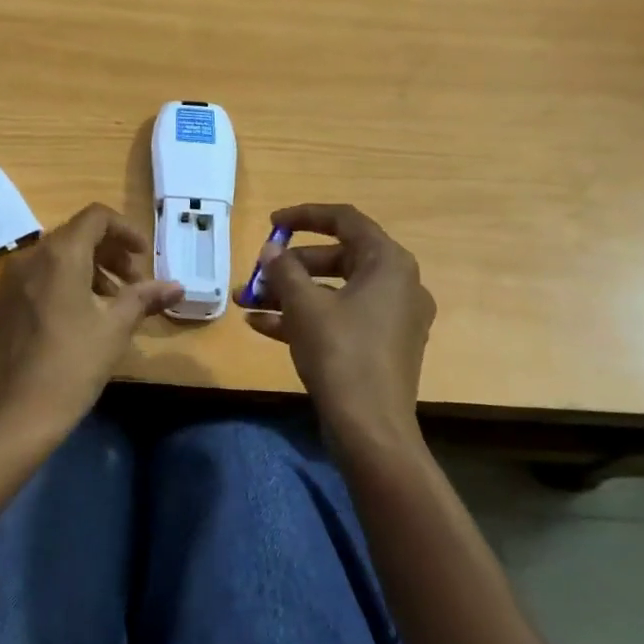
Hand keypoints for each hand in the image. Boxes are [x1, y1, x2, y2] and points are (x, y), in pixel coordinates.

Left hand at [0, 203, 183, 444]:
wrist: (15, 414)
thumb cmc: (72, 365)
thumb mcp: (115, 329)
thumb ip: (144, 298)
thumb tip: (176, 286)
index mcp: (60, 254)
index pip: (96, 217)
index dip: (125, 230)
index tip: (144, 257)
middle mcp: (31, 256)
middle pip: (76, 235)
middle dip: (110, 253)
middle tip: (134, 284)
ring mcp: (11, 280)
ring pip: (56, 256)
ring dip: (89, 268)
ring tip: (111, 303)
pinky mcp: (1, 303)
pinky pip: (38, 276)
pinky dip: (64, 282)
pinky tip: (79, 317)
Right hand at [246, 204, 434, 456]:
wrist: (370, 427)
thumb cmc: (340, 352)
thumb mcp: (304, 305)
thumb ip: (284, 270)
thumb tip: (271, 250)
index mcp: (388, 263)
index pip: (346, 220)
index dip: (305, 216)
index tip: (272, 223)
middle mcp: (397, 284)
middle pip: (337, 258)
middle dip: (290, 266)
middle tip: (257, 272)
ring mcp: (391, 318)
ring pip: (334, 292)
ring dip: (289, 294)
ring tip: (246, 301)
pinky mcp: (380, 346)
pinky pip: (339, 318)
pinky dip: (305, 317)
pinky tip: (261, 325)